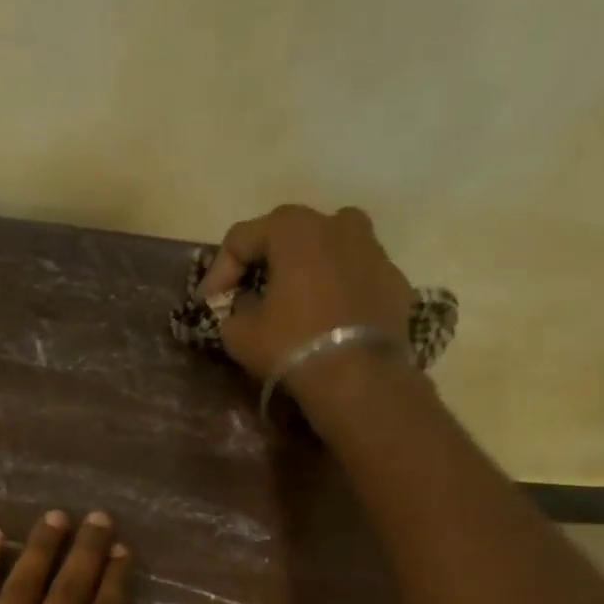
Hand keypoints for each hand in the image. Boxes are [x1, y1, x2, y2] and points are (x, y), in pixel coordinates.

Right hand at [196, 204, 414, 390]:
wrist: (360, 379)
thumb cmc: (292, 346)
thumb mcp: (240, 333)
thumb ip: (235, 309)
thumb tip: (246, 303)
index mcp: (294, 228)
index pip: (242, 237)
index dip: (219, 270)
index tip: (208, 302)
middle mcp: (338, 224)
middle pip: (290, 234)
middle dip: (266, 261)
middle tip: (250, 292)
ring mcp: (373, 250)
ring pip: (331, 248)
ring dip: (309, 268)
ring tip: (296, 300)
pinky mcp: (395, 281)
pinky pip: (357, 277)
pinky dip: (340, 290)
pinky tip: (330, 319)